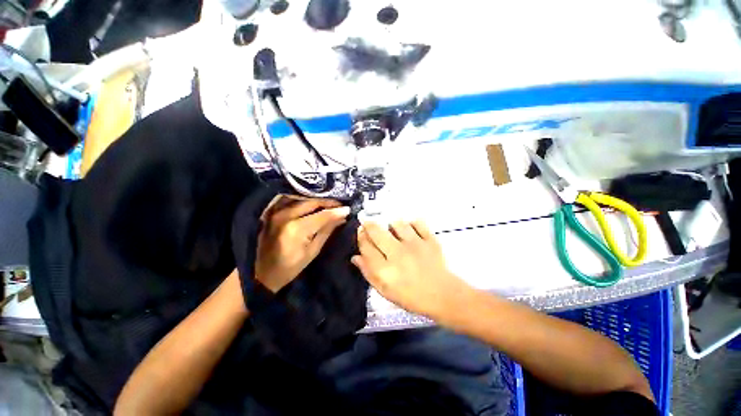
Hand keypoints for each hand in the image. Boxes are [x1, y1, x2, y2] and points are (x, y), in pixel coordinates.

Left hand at [256, 198, 349, 292]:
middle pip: (312, 202)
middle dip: (329, 202)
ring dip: (317, 199)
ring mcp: (276, 211)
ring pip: (302, 198)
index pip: (322, 215)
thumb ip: (327, 231)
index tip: (348, 209)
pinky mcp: (272, 211)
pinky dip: (303, 199)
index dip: (337, 211)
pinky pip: (291, 199)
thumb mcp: (313, 251)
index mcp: (297, 229)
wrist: (261, 272)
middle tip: (340, 205)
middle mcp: (286, 215)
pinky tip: (312, 201)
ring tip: (329, 203)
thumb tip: (342, 217)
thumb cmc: (290, 267)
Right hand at [352, 221, 472, 319]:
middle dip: (369, 225)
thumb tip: (356, 257)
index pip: (366, 247)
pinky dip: (412, 223)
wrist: (442, 295)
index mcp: (385, 270)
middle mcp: (397, 254)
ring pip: (397, 223)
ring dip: (391, 224)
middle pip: (377, 232)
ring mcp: (415, 245)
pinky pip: (417, 223)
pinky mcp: (429, 240)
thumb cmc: (411, 296)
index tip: (360, 231)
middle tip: (369, 223)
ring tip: (392, 228)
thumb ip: (369, 273)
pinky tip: (410, 228)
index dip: (361, 237)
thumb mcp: (385, 291)